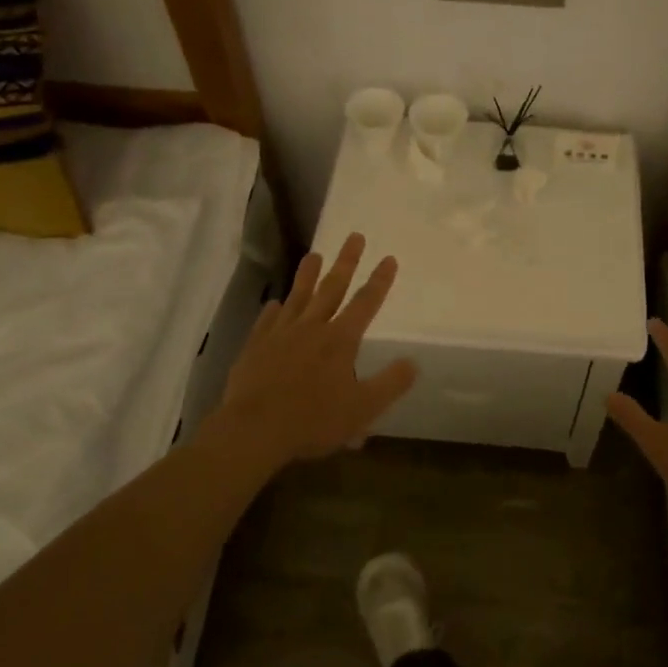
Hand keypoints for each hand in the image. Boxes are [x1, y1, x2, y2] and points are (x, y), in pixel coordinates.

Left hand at [208, 233, 418, 470]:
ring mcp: (280, 335)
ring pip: (298, 297)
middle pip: (332, 288)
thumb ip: (391, 384)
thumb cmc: (313, 420)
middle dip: (346, 262)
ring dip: (308, 275)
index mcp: (340, 340)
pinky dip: (275, 310)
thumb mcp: (363, 408)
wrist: (254, 430)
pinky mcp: (256, 347)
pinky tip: (276, 303)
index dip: (379, 281)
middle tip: (355, 236)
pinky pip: (268, 321)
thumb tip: (413, 362)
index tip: (389, 258)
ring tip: (315, 254)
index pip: (365, 303)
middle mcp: (312, 328)